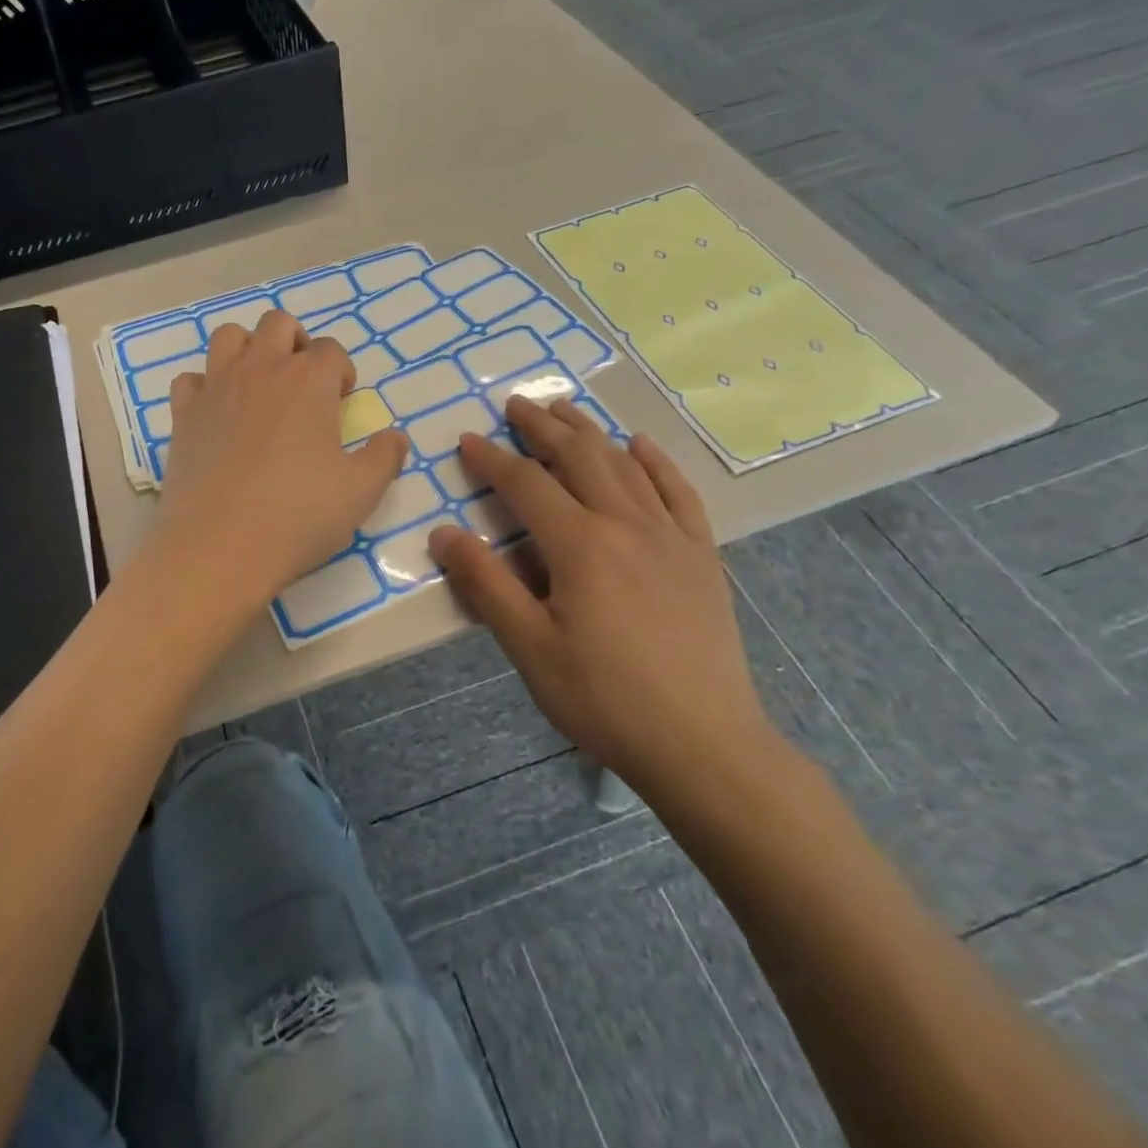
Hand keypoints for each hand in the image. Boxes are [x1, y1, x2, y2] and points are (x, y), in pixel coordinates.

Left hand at [157, 310, 408, 607]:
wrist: (220, 546)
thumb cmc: (299, 515)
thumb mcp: (361, 491)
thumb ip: (385, 457)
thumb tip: (395, 437)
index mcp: (309, 380)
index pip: (331, 350)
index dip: (341, 372)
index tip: (341, 403)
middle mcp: (261, 368)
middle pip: (278, 324)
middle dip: (296, 343)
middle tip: (303, 385)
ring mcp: (216, 387)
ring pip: (229, 336)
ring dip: (248, 349)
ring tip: (259, 386)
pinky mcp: (183, 414)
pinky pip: (191, 379)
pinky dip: (205, 387)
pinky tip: (217, 414)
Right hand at [428, 398, 784, 814]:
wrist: (704, 744)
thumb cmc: (604, 699)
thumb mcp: (529, 648)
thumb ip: (486, 585)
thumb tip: (444, 533)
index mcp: (580, 545)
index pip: (527, 484)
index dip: (492, 459)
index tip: (467, 440)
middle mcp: (626, 524)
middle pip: (578, 457)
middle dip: (542, 426)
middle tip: (515, 404)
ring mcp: (670, 536)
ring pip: (625, 464)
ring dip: (590, 432)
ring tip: (565, 410)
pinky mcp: (701, 555)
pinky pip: (678, 492)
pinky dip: (656, 461)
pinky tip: (640, 444)